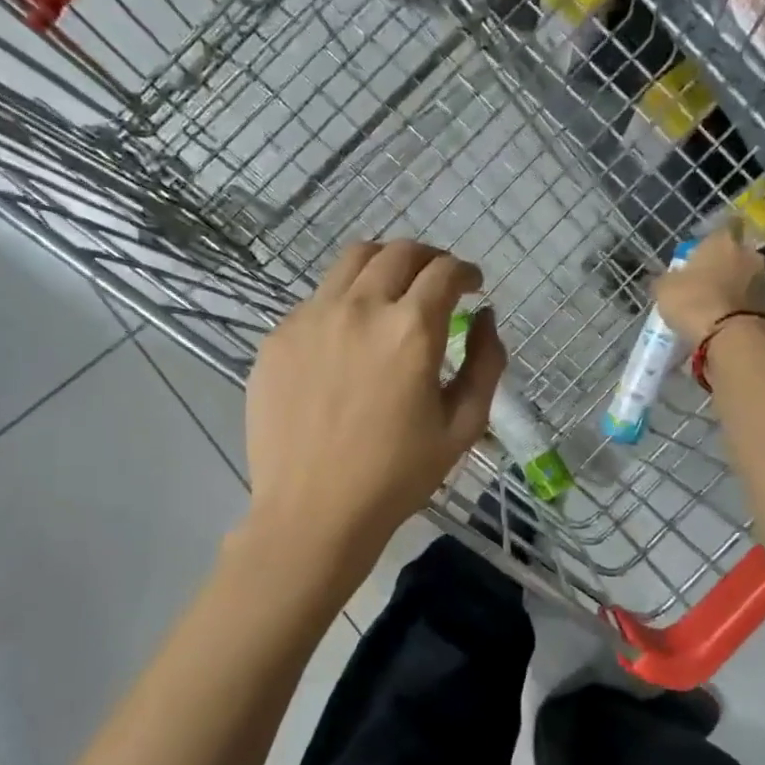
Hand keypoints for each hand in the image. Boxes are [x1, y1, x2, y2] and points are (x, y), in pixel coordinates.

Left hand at [244, 239, 505, 558]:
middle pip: (398, 252)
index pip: (444, 272)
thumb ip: (486, 363)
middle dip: (428, 258)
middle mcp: (360, 308)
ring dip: (384, 265)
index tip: (472, 286)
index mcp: (411, 330)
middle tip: (437, 281)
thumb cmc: (397, 476)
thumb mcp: (464, 426)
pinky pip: (318, 299)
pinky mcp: (278, 337)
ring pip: (352, 261)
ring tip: (393, 291)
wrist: (313, 512)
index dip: (465, 272)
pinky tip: (349, 336)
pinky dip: (344, 301)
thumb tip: (485, 317)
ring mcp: (311, 318)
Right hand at [653, 217, 764, 342]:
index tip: (702, 251)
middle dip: (724, 265)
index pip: (726, 225)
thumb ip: (666, 279)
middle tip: (705, 282)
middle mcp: (748, 255)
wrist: (732, 337)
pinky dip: (740, 309)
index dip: (715, 238)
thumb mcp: (665, 289)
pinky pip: (751, 302)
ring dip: (733, 288)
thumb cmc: (694, 301)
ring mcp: (763, 281)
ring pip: (745, 278)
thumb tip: (664, 279)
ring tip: (713, 307)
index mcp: (723, 241)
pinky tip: (724, 322)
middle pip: (737, 254)